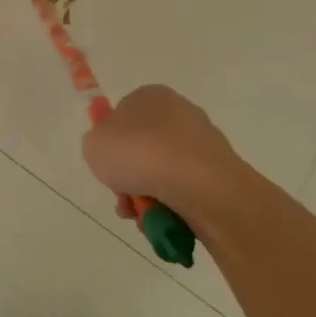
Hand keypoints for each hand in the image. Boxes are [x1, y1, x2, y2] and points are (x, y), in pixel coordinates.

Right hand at [82, 85, 238, 220]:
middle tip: (123, 200)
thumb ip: (97, 144)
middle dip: (131, 178)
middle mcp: (179, 113)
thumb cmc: (139, 153)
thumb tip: (114, 152)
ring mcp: (203, 143)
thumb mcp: (95, 145)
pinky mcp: (221, 172)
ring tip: (142, 217)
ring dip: (148, 196)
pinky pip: (187, 190)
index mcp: (149, 96)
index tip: (108, 167)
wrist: (199, 184)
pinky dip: (174, 206)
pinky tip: (166, 220)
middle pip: (143, 149)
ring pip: (164, 173)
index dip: (112, 144)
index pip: (123, 117)